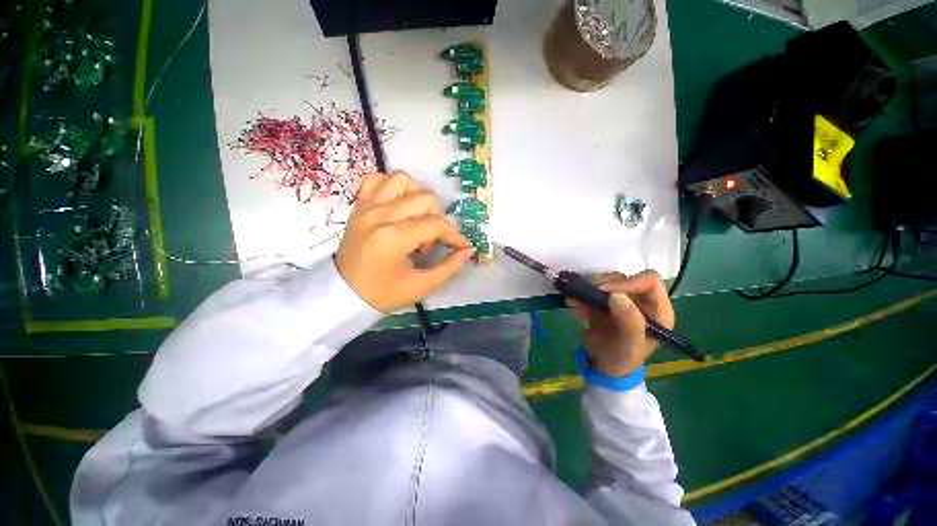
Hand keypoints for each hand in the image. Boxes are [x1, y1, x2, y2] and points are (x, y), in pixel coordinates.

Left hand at [335, 172, 474, 312]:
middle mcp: (379, 215)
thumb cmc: (383, 293)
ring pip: (403, 180)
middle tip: (427, 243)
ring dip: (417, 198)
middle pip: (425, 198)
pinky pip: (377, 179)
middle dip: (436, 221)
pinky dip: (393, 188)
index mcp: (393, 238)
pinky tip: (397, 206)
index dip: (454, 235)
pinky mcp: (359, 205)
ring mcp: (367, 206)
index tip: (460, 246)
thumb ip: (449, 267)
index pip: (436, 224)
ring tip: (415, 220)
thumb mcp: (421, 286)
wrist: (343, 293)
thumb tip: (468, 249)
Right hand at [566, 271, 674, 376]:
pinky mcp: (605, 303)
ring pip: (606, 282)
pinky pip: (592, 291)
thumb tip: (616, 295)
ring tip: (574, 301)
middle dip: (603, 286)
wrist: (603, 366)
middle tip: (586, 295)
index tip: (606, 292)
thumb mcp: (629, 345)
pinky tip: (574, 306)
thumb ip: (629, 323)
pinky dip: (581, 297)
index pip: (649, 281)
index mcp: (657, 310)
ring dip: (587, 290)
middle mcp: (641, 301)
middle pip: (624, 279)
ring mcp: (621, 301)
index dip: (628, 283)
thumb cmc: (623, 359)